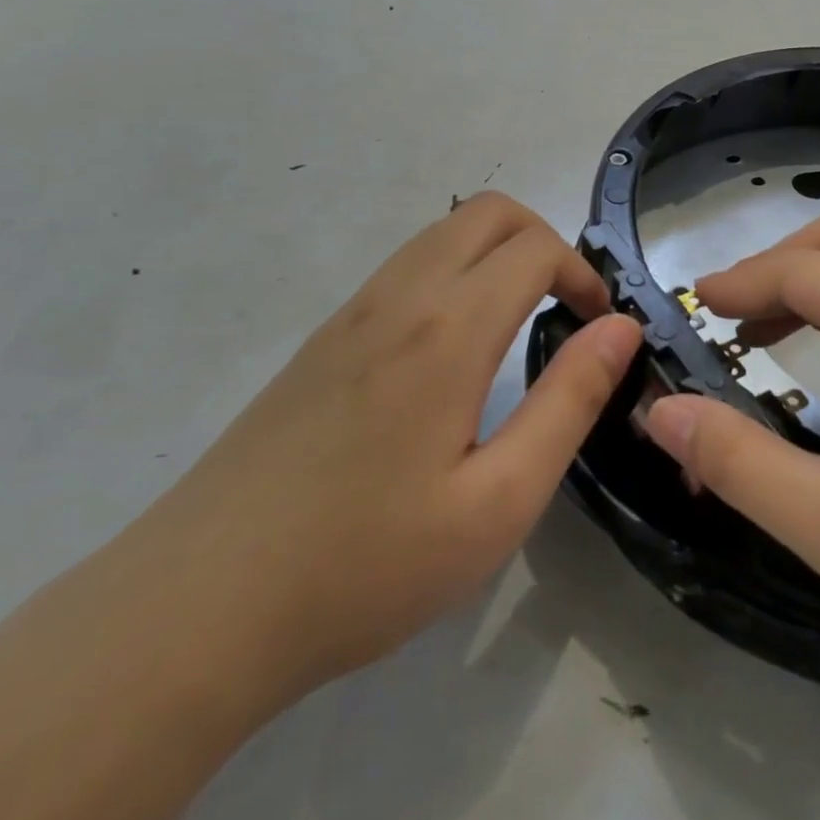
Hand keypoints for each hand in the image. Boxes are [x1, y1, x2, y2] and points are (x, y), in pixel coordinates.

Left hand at [143, 192, 641, 706]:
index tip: (599, 326)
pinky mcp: (321, 339)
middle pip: (488, 212)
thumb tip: (619, 329)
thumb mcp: (499, 500)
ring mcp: (350, 312)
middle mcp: (397, 297)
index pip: (535, 247)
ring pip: (441, 234)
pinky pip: (404, 269)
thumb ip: (569, 402)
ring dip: (495, 255)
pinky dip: (452, 274)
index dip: (583, 273)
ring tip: (517, 327)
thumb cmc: (367, 564)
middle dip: (544, 242)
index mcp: (447, 328)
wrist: (200, 607)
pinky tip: (452, 352)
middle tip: (565, 311)